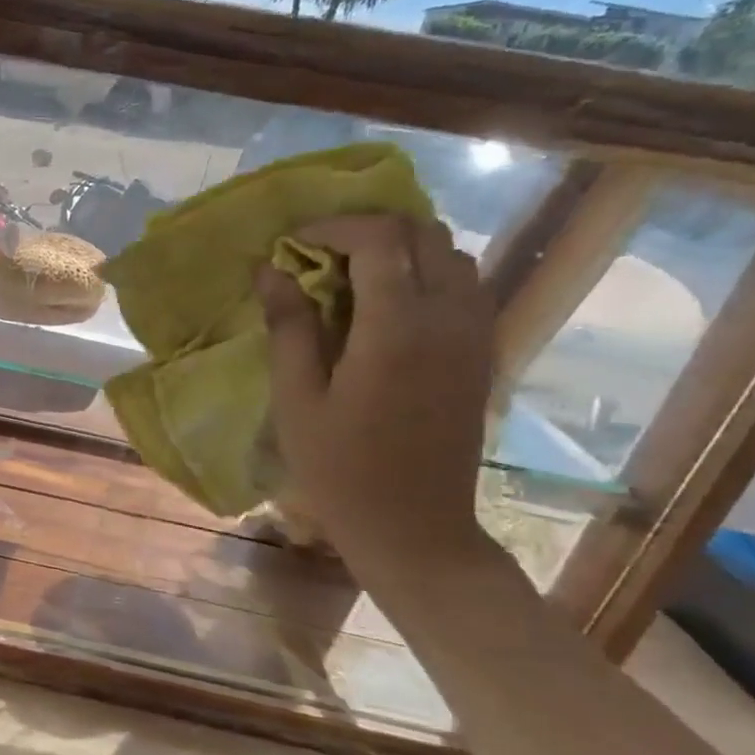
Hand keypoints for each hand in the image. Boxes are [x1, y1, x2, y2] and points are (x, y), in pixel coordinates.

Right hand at [260, 214, 494, 574]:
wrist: (415, 527)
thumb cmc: (340, 469)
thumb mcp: (297, 399)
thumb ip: (289, 327)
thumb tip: (271, 269)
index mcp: (397, 328)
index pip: (379, 238)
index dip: (333, 226)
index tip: (293, 243)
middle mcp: (448, 318)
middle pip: (423, 233)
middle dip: (369, 229)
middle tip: (320, 254)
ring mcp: (475, 334)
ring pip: (452, 254)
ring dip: (402, 248)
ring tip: (353, 274)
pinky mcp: (484, 353)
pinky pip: (465, 286)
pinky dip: (427, 273)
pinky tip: (389, 304)